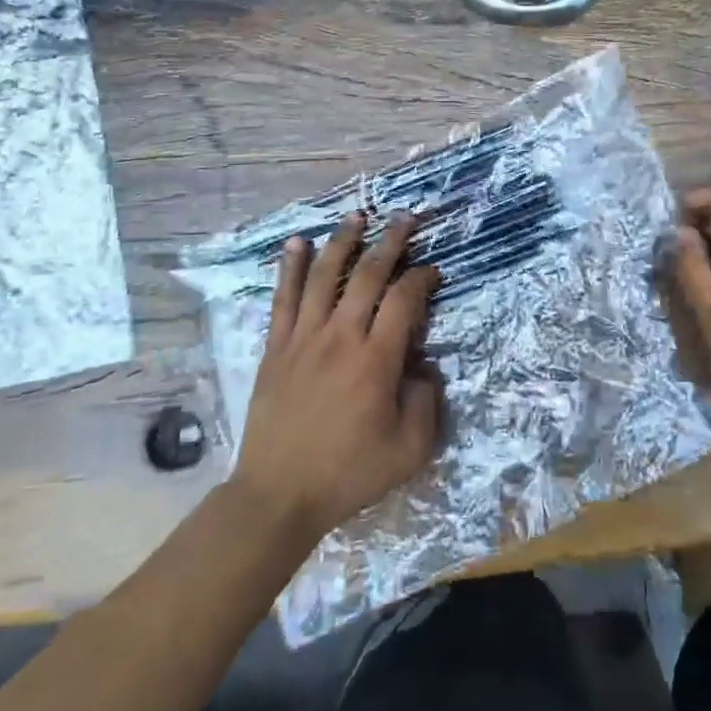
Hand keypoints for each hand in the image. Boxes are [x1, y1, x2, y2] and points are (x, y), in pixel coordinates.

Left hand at [232, 212, 441, 541]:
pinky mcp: (276, 348)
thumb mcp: (409, 451)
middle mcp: (341, 337)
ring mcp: (304, 339)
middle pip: (367, 276)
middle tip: (404, 217)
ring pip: (324, 277)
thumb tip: (423, 368)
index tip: (433, 271)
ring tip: (356, 215)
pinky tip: (295, 243)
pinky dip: (289, 268)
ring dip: (342, 242)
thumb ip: (426, 403)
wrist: (279, 494)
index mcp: (376, 360)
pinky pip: (283, 299)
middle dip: (390, 242)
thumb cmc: (348, 473)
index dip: (422, 279)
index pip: (404, 301)